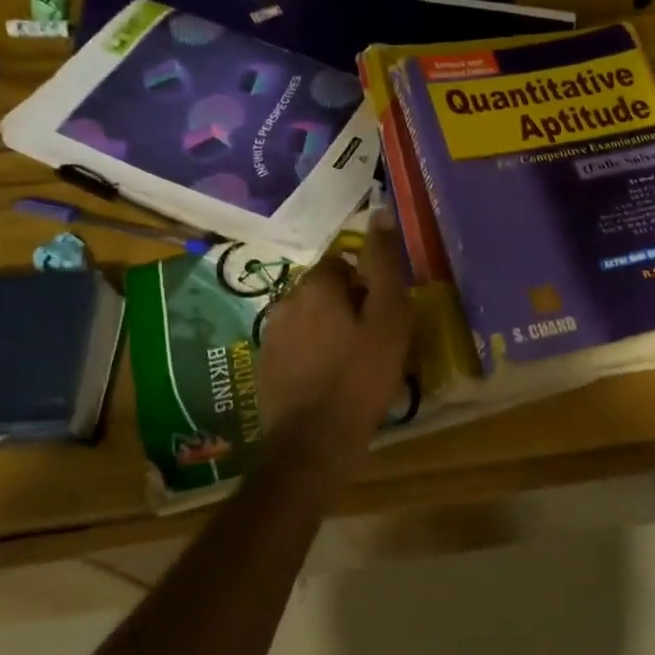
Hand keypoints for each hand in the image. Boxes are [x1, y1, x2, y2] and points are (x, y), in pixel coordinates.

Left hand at [257, 209, 413, 458]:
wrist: (315, 441)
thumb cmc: (361, 376)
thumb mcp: (389, 318)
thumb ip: (385, 265)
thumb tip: (380, 213)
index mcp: (315, 286)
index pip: (343, 263)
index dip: (367, 284)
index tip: (383, 313)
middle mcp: (285, 302)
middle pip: (324, 290)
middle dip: (347, 305)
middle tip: (373, 338)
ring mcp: (271, 337)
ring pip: (309, 319)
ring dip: (329, 330)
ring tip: (353, 362)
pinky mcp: (266, 368)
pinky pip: (296, 347)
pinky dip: (313, 354)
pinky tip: (330, 380)